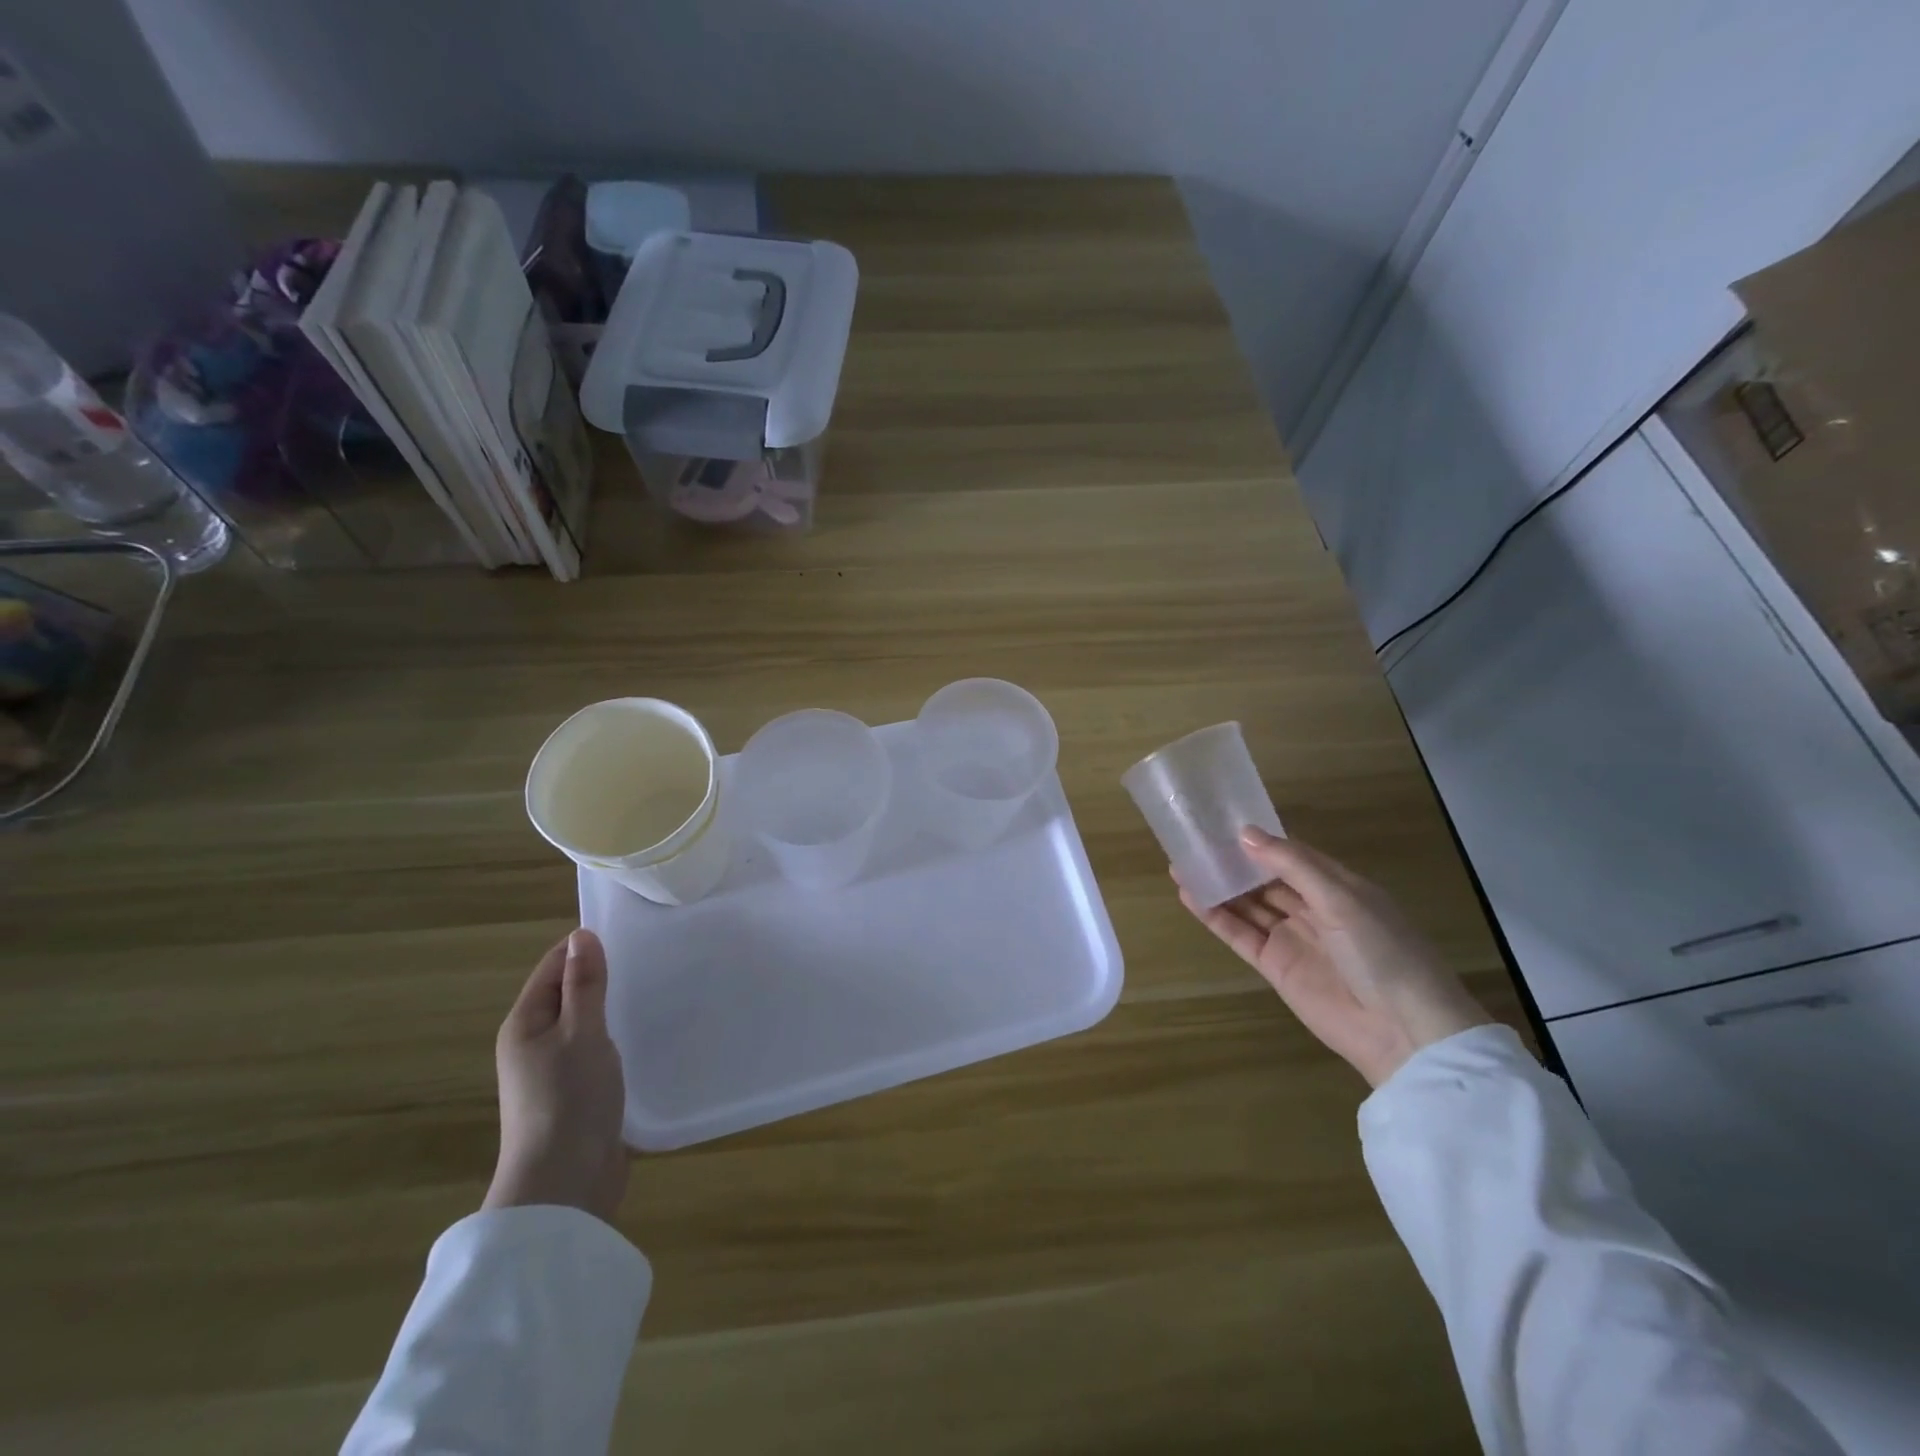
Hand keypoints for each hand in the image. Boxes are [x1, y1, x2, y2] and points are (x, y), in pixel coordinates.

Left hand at [483, 928, 630, 1223]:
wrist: (564, 1183)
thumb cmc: (569, 1098)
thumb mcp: (581, 1032)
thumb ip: (584, 984)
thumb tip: (582, 935)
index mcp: (524, 1024)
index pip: (553, 967)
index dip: (584, 947)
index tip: (629, 933)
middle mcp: (532, 1044)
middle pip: (566, 994)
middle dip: (601, 976)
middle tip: (649, 959)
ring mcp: (552, 1072)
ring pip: (583, 1023)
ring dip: (610, 1008)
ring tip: (652, 991)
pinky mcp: (575, 1094)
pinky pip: (595, 1050)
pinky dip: (615, 1037)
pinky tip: (643, 1035)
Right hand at [1177, 828, 1490, 1087]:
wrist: (1403, 1031)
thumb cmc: (1383, 952)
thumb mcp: (1342, 899)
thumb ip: (1292, 865)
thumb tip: (1244, 833)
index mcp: (1337, 886)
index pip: (1290, 855)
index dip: (1258, 839)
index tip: (1222, 821)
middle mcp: (1312, 908)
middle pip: (1264, 878)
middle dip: (1232, 861)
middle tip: (1192, 841)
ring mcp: (1291, 938)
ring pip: (1247, 904)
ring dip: (1217, 886)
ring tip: (1179, 863)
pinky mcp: (1274, 966)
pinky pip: (1239, 934)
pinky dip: (1215, 916)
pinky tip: (1189, 896)